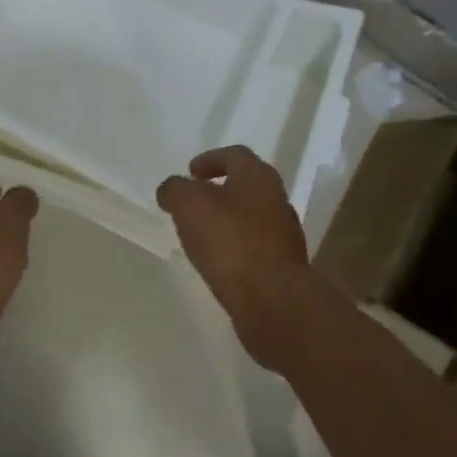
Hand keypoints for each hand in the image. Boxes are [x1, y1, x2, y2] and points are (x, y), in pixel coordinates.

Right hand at [157, 146, 313, 368]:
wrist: (273, 301)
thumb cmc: (229, 240)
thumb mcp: (188, 204)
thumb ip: (175, 190)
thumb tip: (172, 191)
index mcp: (258, 176)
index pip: (235, 155)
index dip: (210, 159)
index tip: (191, 173)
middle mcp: (277, 199)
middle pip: (246, 186)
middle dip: (219, 191)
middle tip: (193, 202)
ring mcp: (284, 235)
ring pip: (251, 217)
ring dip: (227, 221)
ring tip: (201, 235)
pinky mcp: (284, 267)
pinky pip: (255, 248)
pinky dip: (236, 248)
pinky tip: (218, 262)